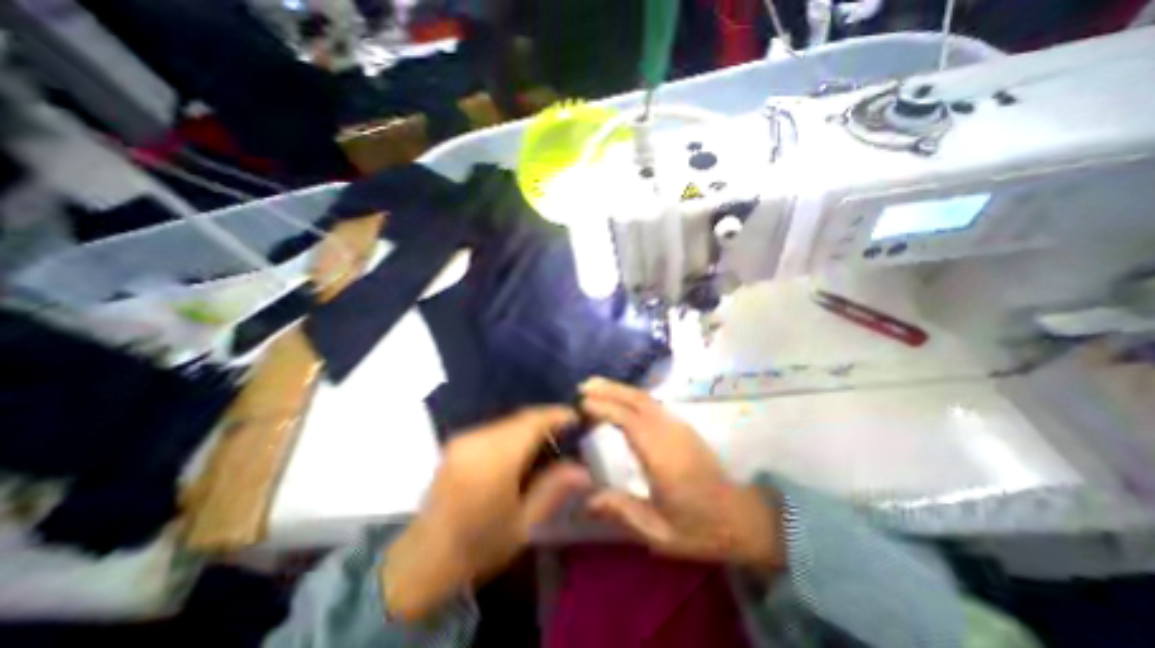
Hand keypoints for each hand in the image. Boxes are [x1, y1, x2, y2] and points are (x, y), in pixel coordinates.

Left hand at [382, 407, 589, 618]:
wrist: (422, 560)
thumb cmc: (478, 546)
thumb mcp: (523, 525)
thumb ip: (554, 490)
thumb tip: (584, 470)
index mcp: (495, 458)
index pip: (532, 421)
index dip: (557, 414)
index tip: (577, 416)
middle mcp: (477, 439)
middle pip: (520, 418)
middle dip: (546, 420)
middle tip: (566, 431)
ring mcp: (464, 438)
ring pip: (507, 421)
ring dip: (529, 426)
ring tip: (548, 440)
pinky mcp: (457, 442)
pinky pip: (494, 428)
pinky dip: (513, 432)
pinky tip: (521, 449)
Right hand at [576, 377, 785, 570]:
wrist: (742, 517)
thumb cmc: (700, 527)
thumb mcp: (660, 533)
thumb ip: (623, 511)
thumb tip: (586, 500)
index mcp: (663, 457)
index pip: (630, 421)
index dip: (605, 408)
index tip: (582, 403)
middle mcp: (671, 433)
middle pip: (637, 400)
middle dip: (609, 389)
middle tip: (583, 385)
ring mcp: (679, 426)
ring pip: (646, 398)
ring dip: (620, 389)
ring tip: (595, 386)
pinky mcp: (682, 426)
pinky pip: (652, 403)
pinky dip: (632, 395)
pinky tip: (620, 398)